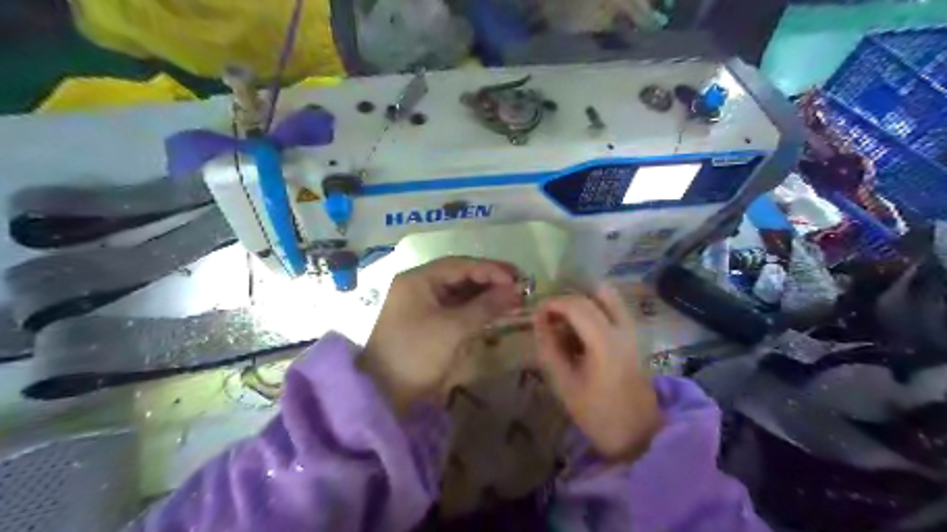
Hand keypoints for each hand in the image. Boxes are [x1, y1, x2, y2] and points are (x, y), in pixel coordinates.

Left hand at [364, 258, 524, 414]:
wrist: (382, 395)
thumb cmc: (417, 354)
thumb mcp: (453, 328)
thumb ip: (486, 306)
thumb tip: (516, 291)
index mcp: (417, 280)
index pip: (460, 265)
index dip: (491, 269)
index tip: (518, 279)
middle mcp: (418, 287)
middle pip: (459, 277)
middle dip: (489, 282)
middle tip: (520, 288)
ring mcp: (420, 305)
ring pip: (458, 294)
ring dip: (484, 296)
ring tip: (512, 301)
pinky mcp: (425, 323)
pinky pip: (453, 310)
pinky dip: (473, 311)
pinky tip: (493, 314)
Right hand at [536, 283, 659, 461]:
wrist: (640, 435)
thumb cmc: (599, 414)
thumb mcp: (565, 384)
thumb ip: (549, 348)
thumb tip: (539, 321)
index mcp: (604, 341)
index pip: (576, 305)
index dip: (552, 304)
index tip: (536, 316)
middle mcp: (622, 328)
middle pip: (593, 294)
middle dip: (567, 301)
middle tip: (549, 319)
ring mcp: (632, 330)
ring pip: (606, 297)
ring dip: (582, 303)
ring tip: (564, 325)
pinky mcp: (634, 336)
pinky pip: (612, 309)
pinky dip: (593, 311)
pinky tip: (580, 334)